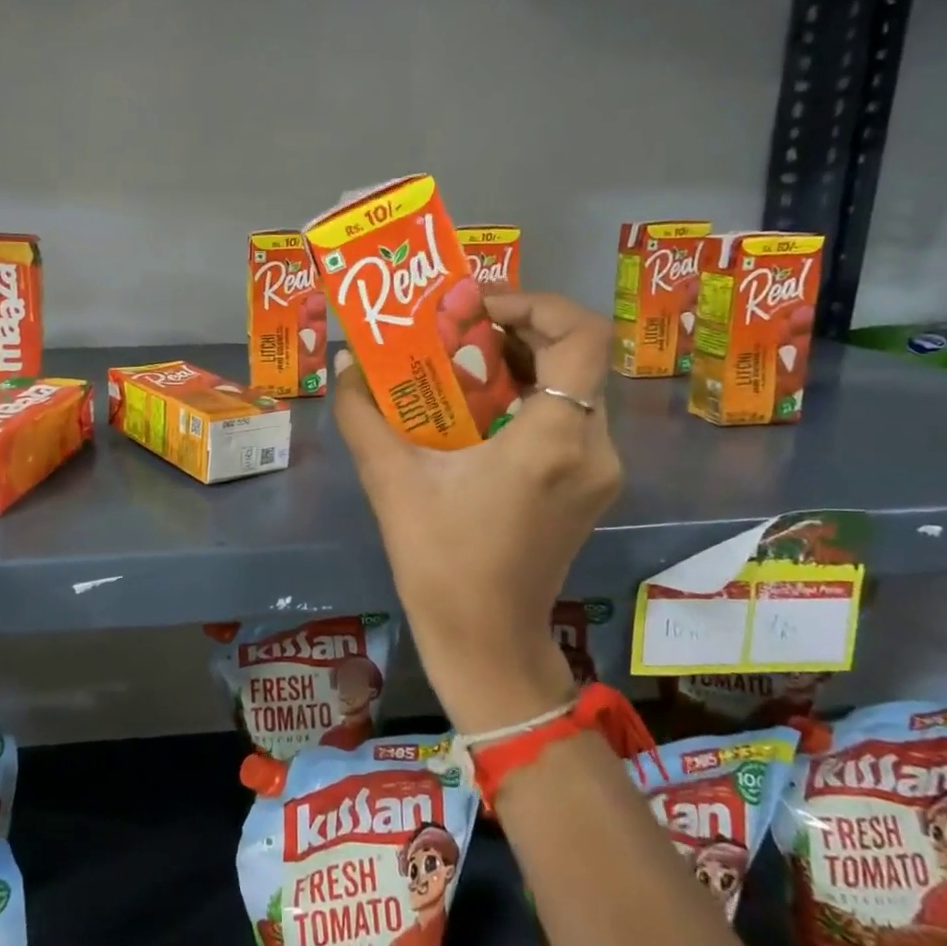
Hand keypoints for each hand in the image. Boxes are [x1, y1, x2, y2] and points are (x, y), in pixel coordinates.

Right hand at [332, 292, 620, 733]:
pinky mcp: (591, 489)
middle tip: (459, 332)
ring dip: (524, 364)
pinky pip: (570, 419)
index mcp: (552, 439)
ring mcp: (599, 472)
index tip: (476, 309)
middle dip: (517, 330)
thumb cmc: (439, 562)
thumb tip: (347, 365)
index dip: (533, 303)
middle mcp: (593, 448)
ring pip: (574, 386)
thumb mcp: (391, 480)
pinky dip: (531, 398)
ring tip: (463, 366)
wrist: (485, 642)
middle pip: (575, 356)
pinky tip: (480, 413)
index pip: (579, 335)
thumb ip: (363, 414)